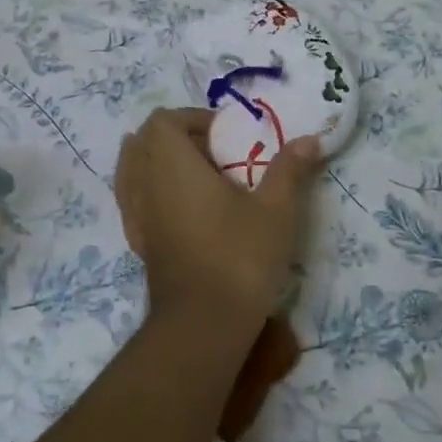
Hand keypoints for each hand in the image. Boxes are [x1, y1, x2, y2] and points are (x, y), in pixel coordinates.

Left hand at [115, 108, 322, 333]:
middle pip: (143, 142)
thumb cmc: (239, 257)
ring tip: (197, 178)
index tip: (226, 136)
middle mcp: (146, 184)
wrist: (204, 323)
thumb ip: (289, 169)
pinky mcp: (140, 244)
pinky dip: (151, 192)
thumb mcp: (276, 210)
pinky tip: (181, 209)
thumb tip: (309, 139)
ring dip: (159, 164)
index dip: (193, 118)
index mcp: (172, 165)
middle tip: (215, 155)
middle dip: (176, 138)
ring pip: (132, 172)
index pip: (163, 121)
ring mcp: (137, 216)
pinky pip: (134, 202)